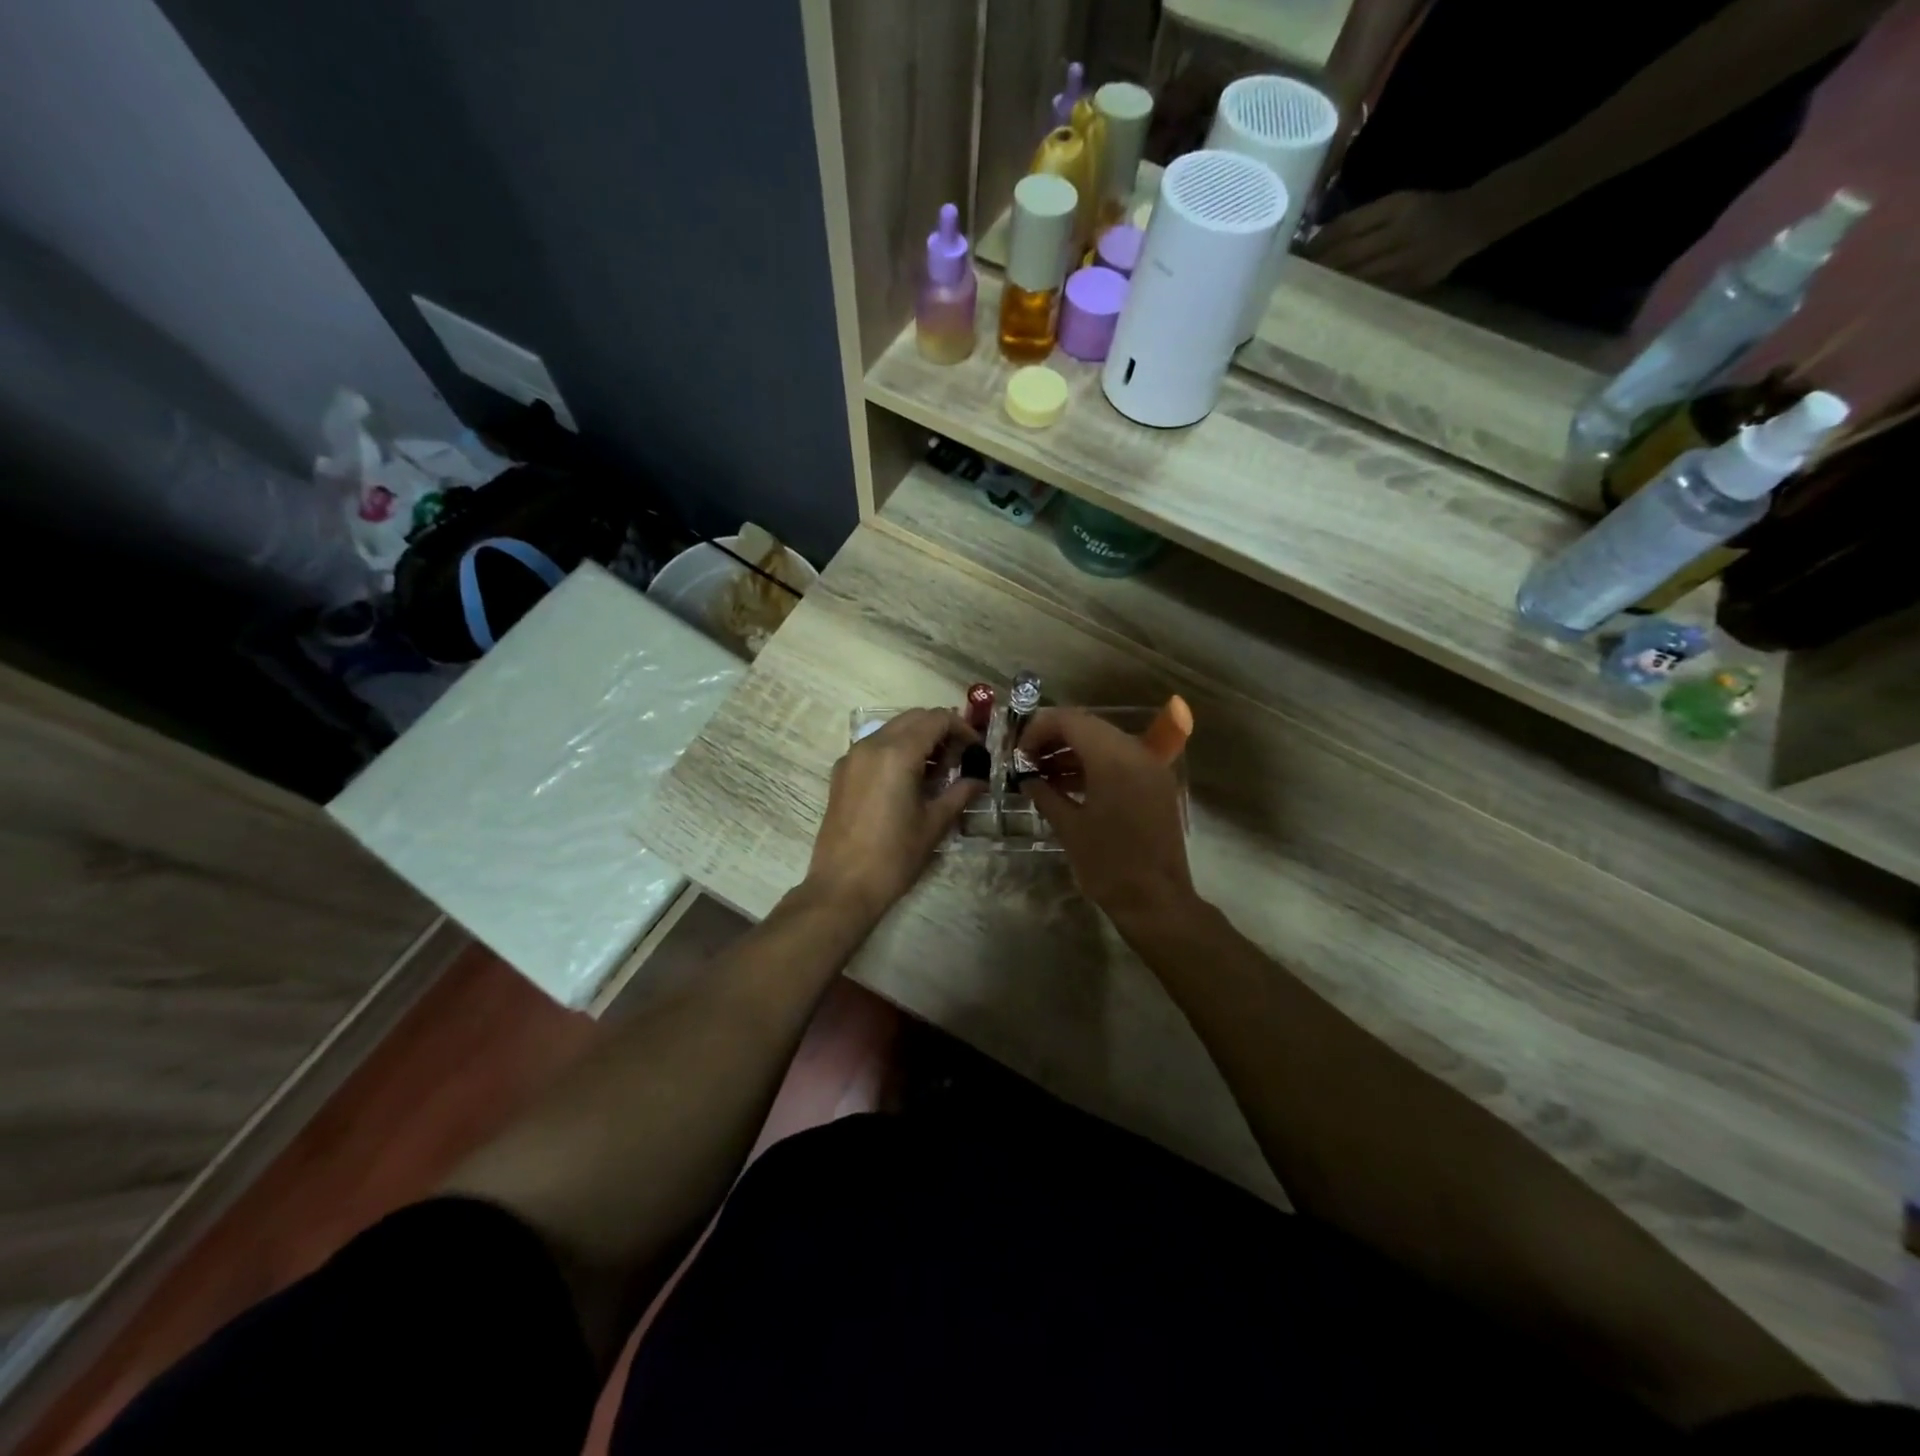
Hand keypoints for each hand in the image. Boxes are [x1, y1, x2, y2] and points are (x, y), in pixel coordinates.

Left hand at [805, 708, 982, 922]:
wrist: (843, 886)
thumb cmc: (895, 856)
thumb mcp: (935, 822)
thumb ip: (960, 792)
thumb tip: (979, 778)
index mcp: (897, 753)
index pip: (937, 719)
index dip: (962, 728)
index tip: (976, 750)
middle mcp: (871, 744)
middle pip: (914, 718)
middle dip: (941, 730)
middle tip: (960, 758)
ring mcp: (852, 757)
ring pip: (892, 729)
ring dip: (918, 739)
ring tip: (937, 771)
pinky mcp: (841, 772)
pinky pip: (875, 746)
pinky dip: (896, 750)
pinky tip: (909, 780)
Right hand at [1020, 709, 1197, 928]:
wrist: (1156, 901)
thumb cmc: (1108, 865)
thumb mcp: (1068, 827)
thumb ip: (1045, 794)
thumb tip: (1027, 778)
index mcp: (1113, 758)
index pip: (1070, 721)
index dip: (1039, 729)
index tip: (1018, 753)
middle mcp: (1136, 752)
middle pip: (1088, 726)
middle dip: (1054, 738)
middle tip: (1027, 761)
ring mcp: (1150, 767)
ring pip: (1104, 742)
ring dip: (1072, 752)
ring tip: (1042, 774)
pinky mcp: (1156, 784)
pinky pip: (1120, 760)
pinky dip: (1093, 765)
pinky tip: (1068, 785)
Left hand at [1305, 189, 1497, 293]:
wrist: (1471, 221)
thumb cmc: (1425, 211)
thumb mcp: (1397, 203)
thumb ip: (1362, 220)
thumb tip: (1319, 238)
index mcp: (1396, 208)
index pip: (1346, 228)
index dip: (1319, 243)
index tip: (1299, 254)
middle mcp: (1399, 234)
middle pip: (1347, 256)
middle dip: (1318, 267)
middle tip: (1293, 278)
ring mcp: (1405, 262)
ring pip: (1356, 278)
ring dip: (1329, 286)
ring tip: (1305, 292)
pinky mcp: (1409, 283)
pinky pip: (1371, 292)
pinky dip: (1349, 297)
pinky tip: (1331, 301)